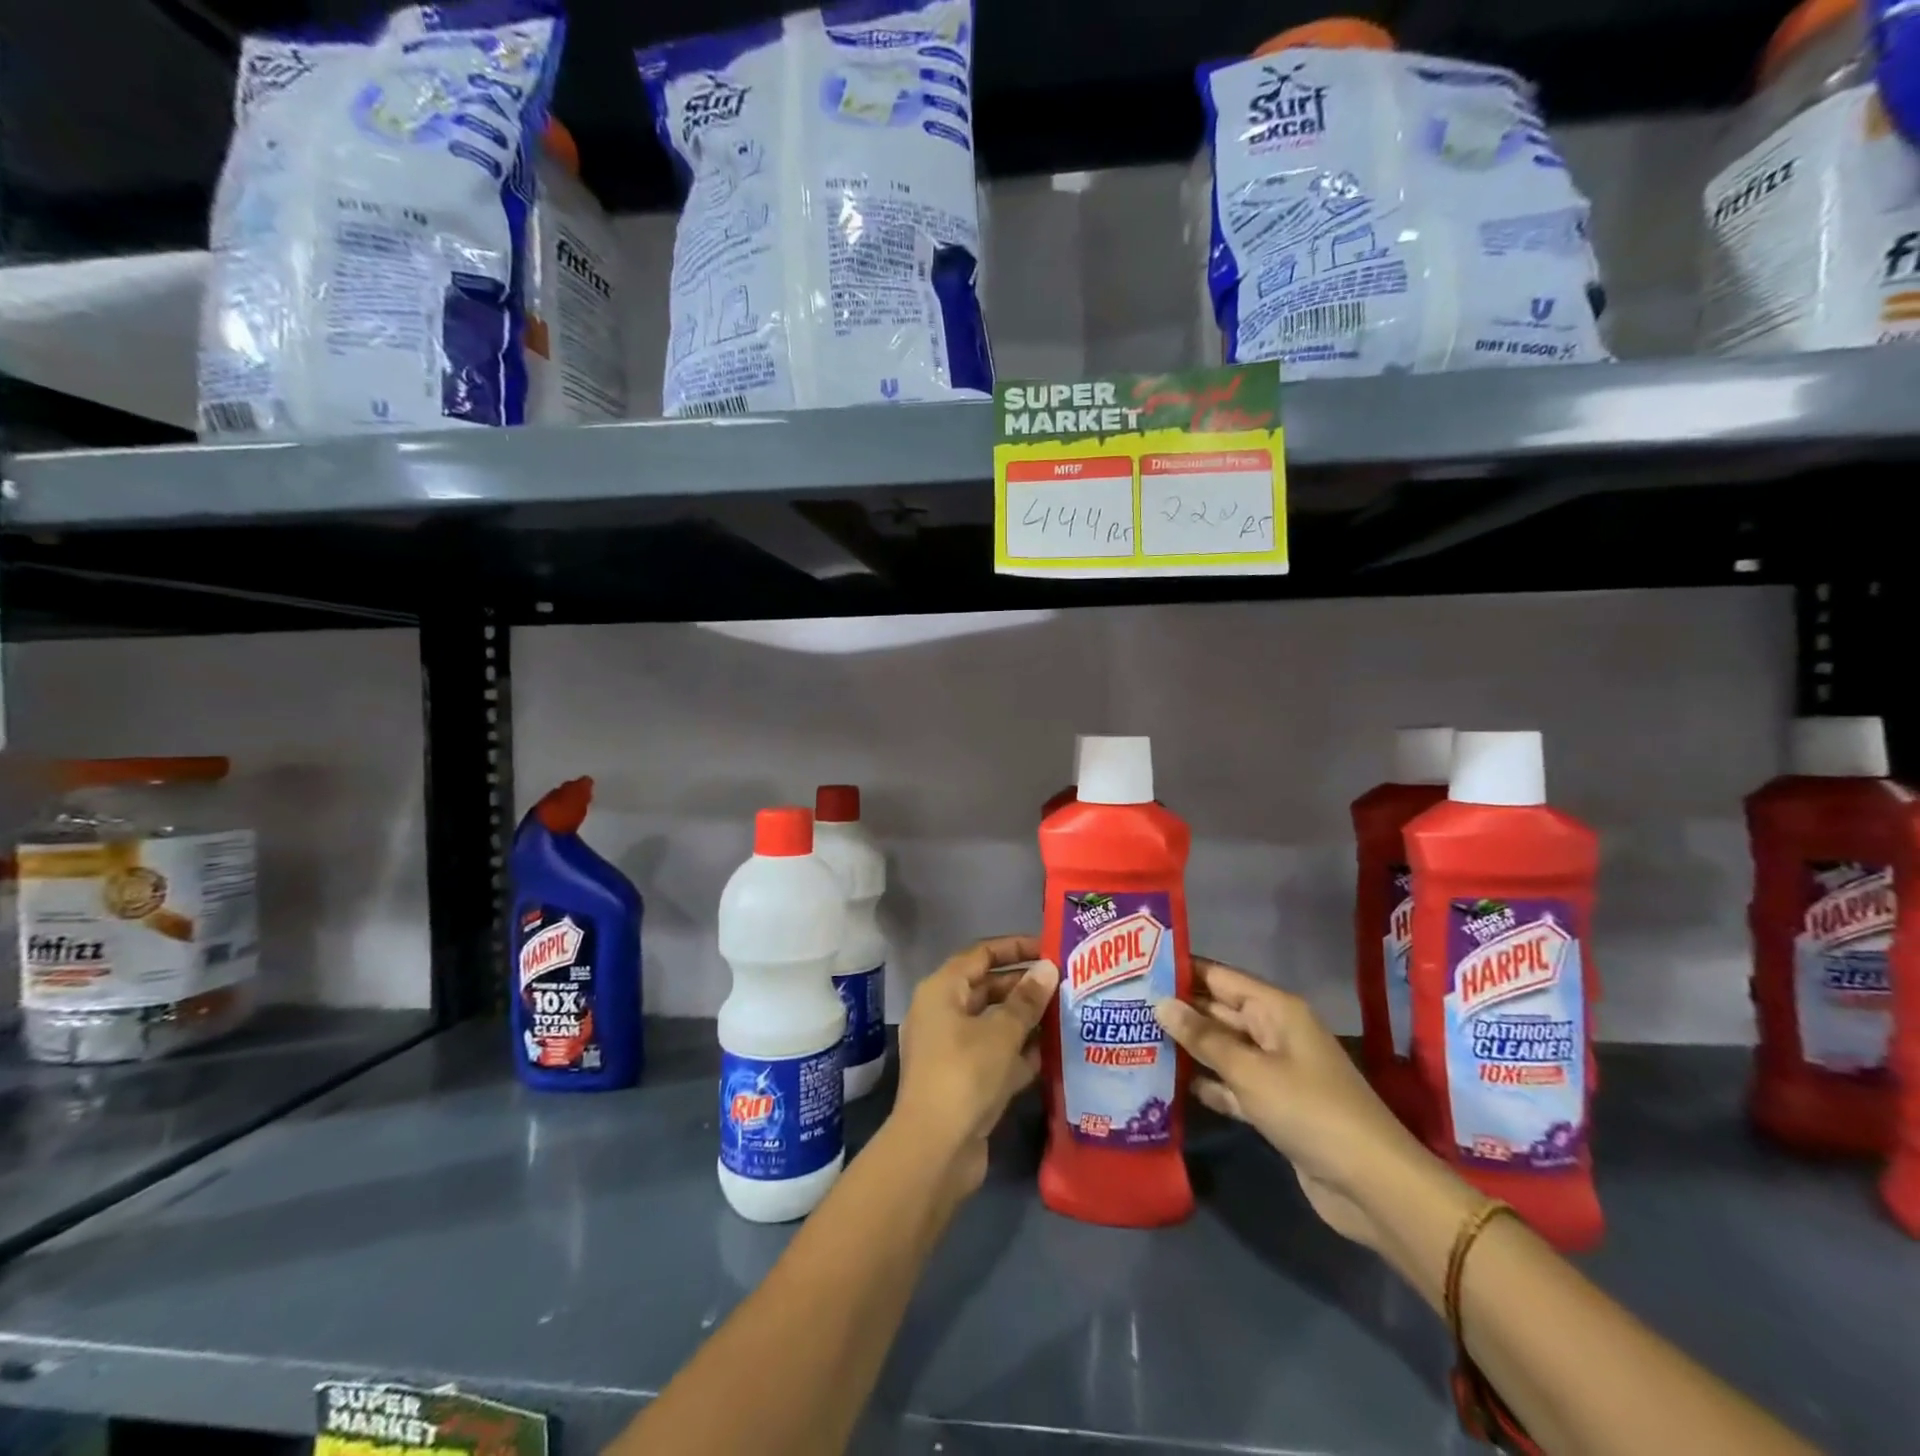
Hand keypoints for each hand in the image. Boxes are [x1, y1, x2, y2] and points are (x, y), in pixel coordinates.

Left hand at [893, 935, 1059, 1199]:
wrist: (935, 1150)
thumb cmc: (965, 1074)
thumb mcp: (1002, 1032)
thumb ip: (1027, 1000)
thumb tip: (1048, 968)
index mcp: (942, 990)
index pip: (981, 954)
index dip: (1015, 948)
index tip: (1050, 948)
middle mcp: (943, 1013)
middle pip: (988, 988)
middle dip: (1025, 986)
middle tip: (1066, 984)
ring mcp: (951, 1049)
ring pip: (994, 1023)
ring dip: (1027, 1020)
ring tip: (1068, 1014)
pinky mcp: (963, 1080)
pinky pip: (995, 1054)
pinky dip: (1020, 1052)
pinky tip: (1055, 1053)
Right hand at [1154, 958, 1435, 1251]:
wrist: (1370, 1185)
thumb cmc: (1308, 1110)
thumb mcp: (1249, 1070)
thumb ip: (1203, 1037)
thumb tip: (1160, 1003)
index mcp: (1275, 1010)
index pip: (1220, 977)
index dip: (1181, 970)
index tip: (1137, 967)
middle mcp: (1274, 1032)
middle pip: (1219, 1011)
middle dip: (1178, 1009)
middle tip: (1125, 1006)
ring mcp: (1274, 1070)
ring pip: (1222, 1049)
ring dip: (1187, 1048)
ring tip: (1135, 1039)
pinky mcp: (1273, 1106)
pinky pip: (1231, 1084)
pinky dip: (1206, 1083)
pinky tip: (1169, 1084)